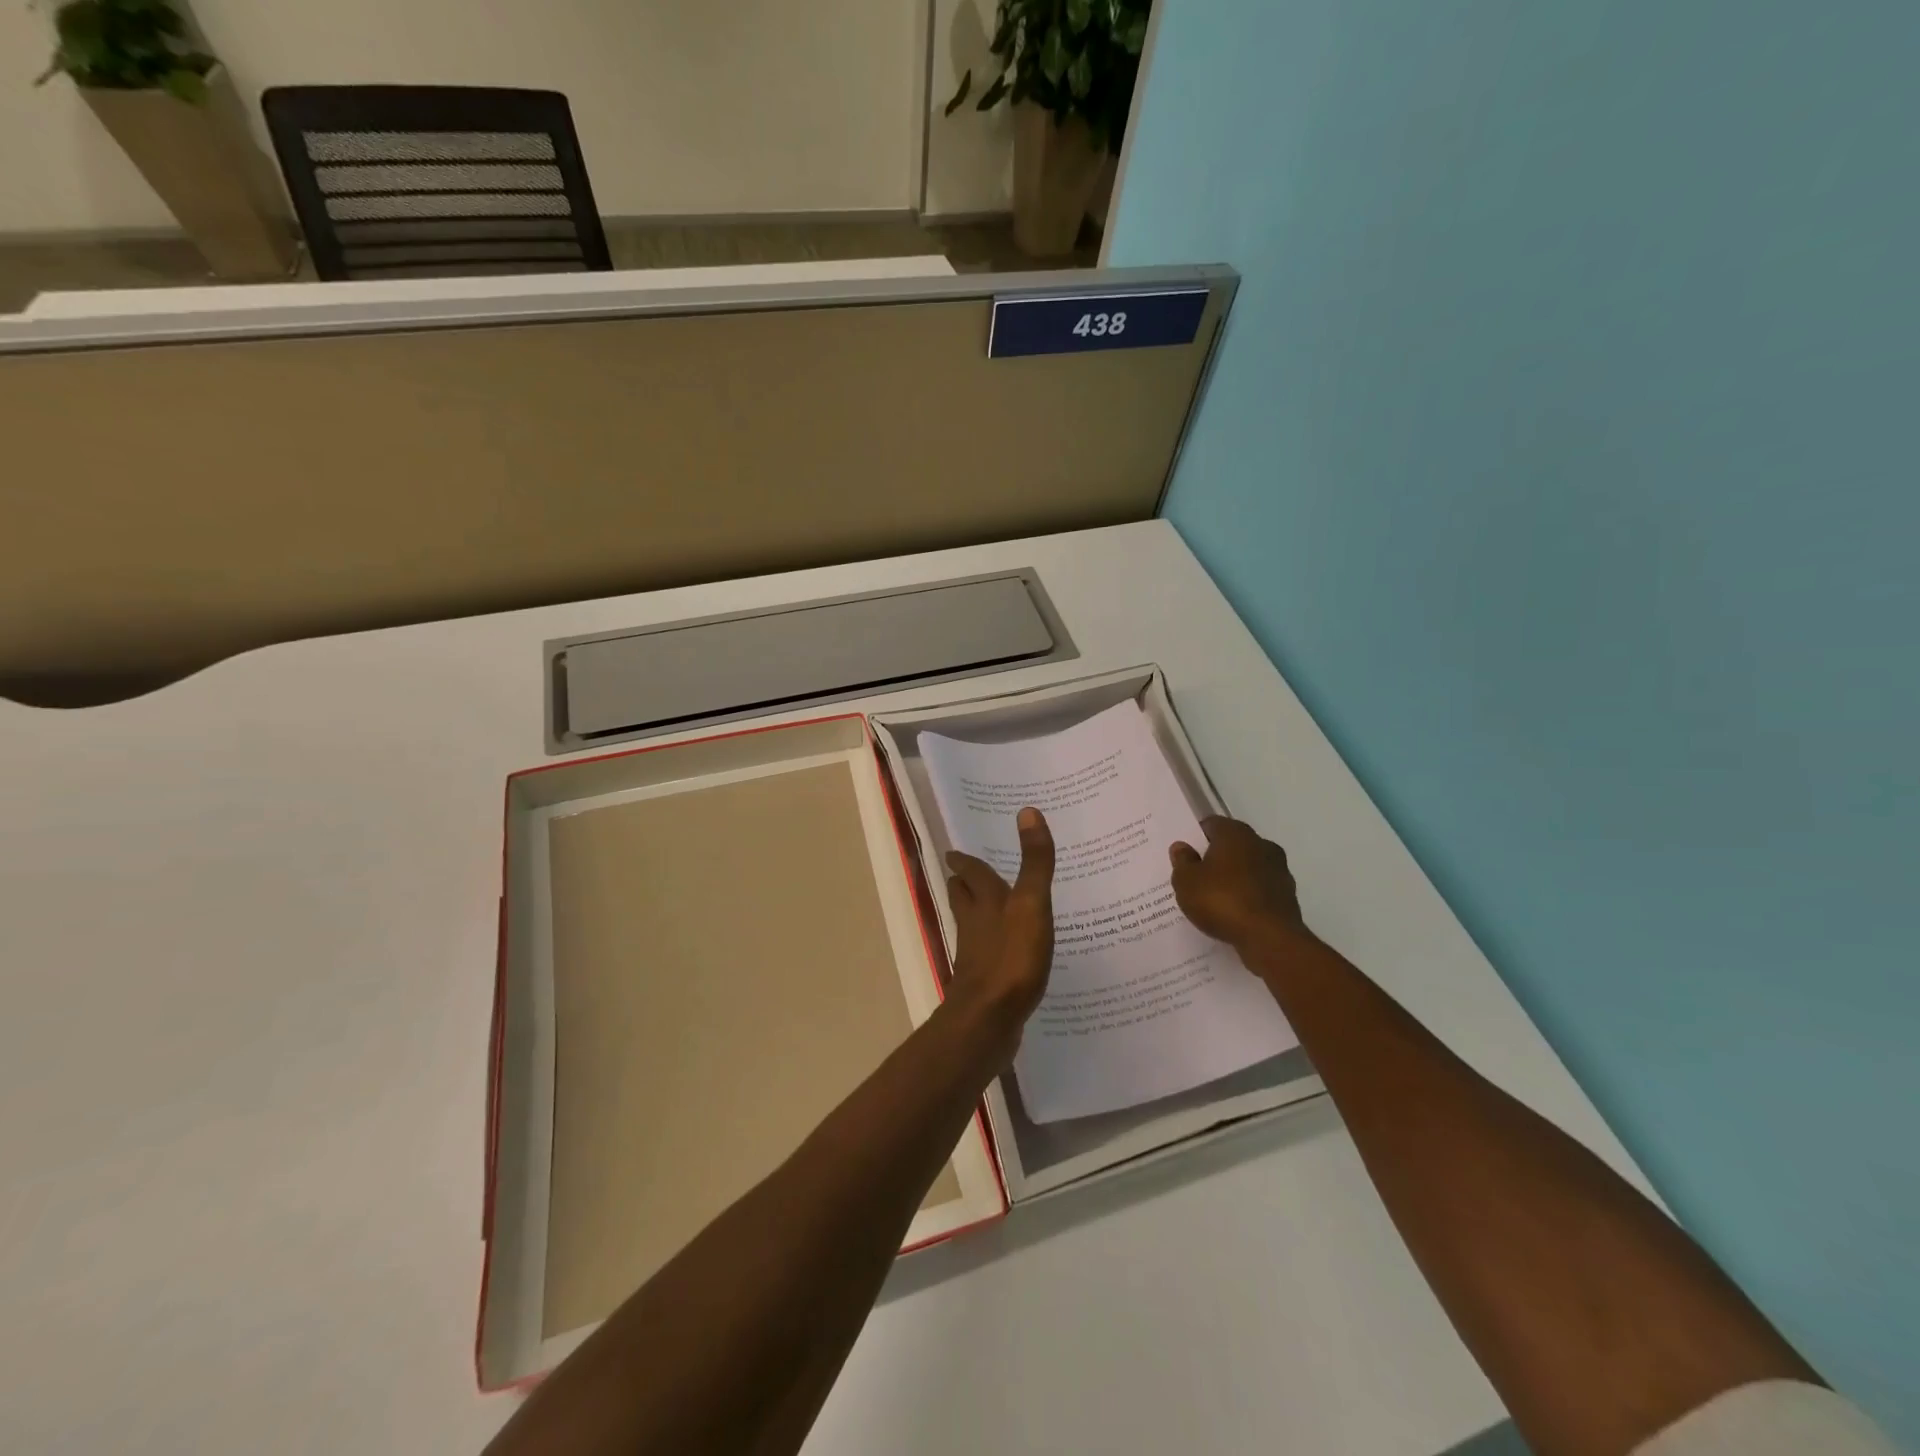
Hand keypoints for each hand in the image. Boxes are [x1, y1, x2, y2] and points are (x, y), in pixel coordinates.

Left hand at [945, 806, 1055, 1029]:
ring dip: (976, 914)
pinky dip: (992, 947)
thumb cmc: (1011, 957)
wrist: (989, 1020)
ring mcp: (976, 956)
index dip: (965, 862)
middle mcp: (974, 925)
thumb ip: (1034, 863)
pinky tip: (1005, 953)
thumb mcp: (1030, 904)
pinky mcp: (985, 983)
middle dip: (963, 885)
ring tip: (987, 908)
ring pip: (972, 926)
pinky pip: (986, 956)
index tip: (955, 852)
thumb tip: (1028, 811)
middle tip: (964, 874)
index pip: (972, 874)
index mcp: (984, 902)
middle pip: (963, 899)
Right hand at [1169, 816, 1317, 965]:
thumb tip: (1182, 847)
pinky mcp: (1288, 896)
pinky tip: (1234, 913)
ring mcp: (1279, 870)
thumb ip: (1182, 861)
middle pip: (1233, 845)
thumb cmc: (1221, 900)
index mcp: (1235, 833)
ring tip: (1215, 898)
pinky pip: (1259, 890)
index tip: (1185, 853)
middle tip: (1197, 875)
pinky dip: (1248, 897)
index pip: (1212, 824)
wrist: (1269, 938)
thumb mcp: (1186, 881)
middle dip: (1216, 857)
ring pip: (1249, 868)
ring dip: (1235, 878)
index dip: (1197, 836)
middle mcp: (1261, 844)